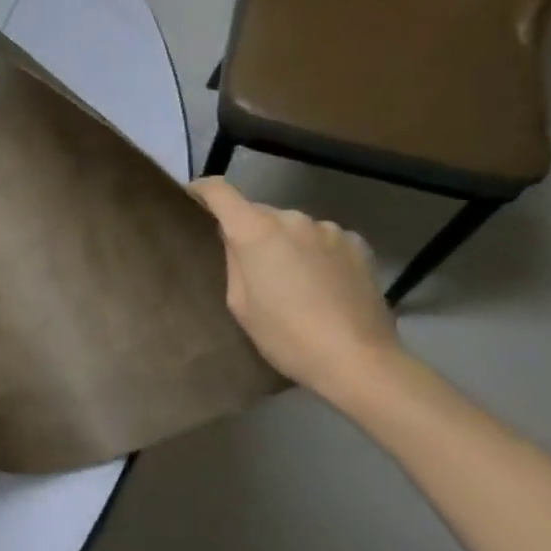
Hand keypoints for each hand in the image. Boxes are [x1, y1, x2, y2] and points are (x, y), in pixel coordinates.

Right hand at [190, 178, 401, 397]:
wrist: (358, 360)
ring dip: (284, 242)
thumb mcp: (241, 304)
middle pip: (258, 212)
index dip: (201, 189)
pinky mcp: (356, 243)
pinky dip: (314, 252)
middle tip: (248, 264)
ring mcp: (328, 228)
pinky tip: (322, 284)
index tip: (192, 198)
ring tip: (291, 279)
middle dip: (249, 230)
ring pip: (292, 226)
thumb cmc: (286, 337)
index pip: (219, 191)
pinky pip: (322, 239)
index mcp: (256, 231)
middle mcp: (292, 218)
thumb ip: (233, 261)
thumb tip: (233, 238)